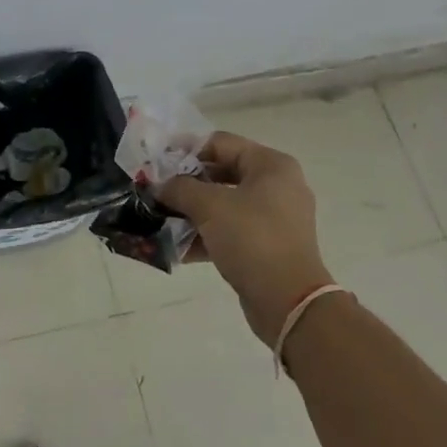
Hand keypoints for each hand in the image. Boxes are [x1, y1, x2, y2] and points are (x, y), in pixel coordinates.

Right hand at [159, 131, 332, 345]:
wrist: (289, 303)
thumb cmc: (252, 239)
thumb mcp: (209, 206)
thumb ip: (180, 188)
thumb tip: (160, 186)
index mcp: (271, 165)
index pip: (220, 143)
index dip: (185, 150)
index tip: (157, 163)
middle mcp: (277, 185)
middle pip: (221, 172)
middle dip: (186, 184)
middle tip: (156, 191)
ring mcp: (275, 217)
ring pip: (224, 203)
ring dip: (192, 211)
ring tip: (160, 219)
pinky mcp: (268, 245)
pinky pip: (231, 230)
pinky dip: (206, 234)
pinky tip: (175, 246)